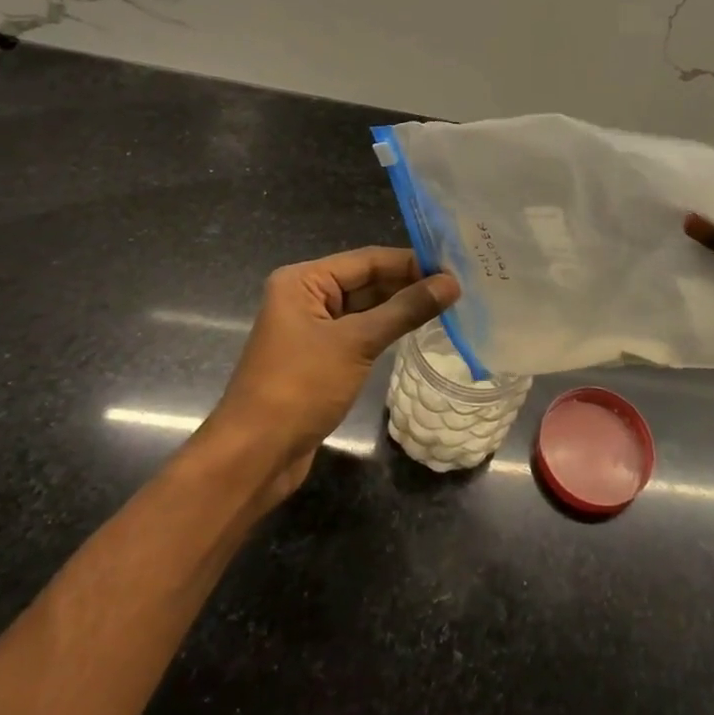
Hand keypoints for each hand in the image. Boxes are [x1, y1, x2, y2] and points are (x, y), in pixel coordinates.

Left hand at [209, 247, 459, 498]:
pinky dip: (388, 330)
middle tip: (459, 287)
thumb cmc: (300, 387)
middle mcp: (305, 297)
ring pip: (366, 308)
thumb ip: (405, 310)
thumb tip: (452, 283)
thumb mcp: (357, 343)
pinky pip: (360, 332)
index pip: (367, 259)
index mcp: (303, 281)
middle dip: (409, 283)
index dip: (411, 262)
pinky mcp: (320, 357)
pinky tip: (420, 330)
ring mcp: (312, 328)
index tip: (455, 267)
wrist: (255, 455)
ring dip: (401, 307)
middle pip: (366, 280)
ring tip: (449, 305)